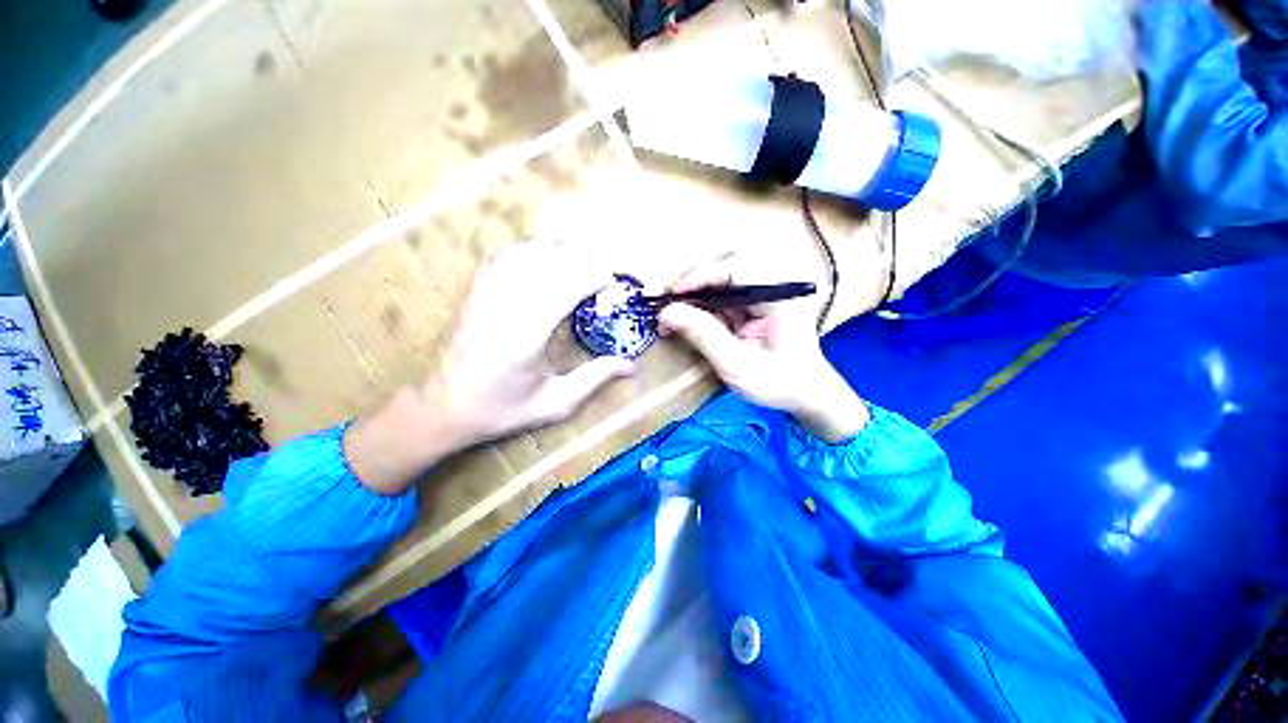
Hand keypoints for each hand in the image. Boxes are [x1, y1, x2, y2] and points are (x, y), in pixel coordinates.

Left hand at [346, 241, 633, 492]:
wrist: (441, 407)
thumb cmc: (500, 410)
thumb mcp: (554, 403)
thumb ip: (594, 379)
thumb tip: (632, 365)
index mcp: (526, 336)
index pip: (566, 287)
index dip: (593, 278)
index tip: (611, 284)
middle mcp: (504, 306)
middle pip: (550, 263)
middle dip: (582, 264)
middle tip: (599, 280)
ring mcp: (485, 294)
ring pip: (527, 253)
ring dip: (558, 256)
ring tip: (576, 271)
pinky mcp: (474, 290)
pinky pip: (504, 257)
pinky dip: (530, 253)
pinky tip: (543, 265)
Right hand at [658, 254, 868, 440]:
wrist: (805, 394)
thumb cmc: (778, 383)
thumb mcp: (737, 365)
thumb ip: (703, 335)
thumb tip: (666, 312)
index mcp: (779, 294)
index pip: (736, 267)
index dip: (700, 275)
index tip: (672, 294)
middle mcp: (774, 283)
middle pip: (726, 264)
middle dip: (693, 279)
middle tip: (666, 298)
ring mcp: (764, 291)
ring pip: (722, 277)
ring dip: (694, 291)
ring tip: (671, 308)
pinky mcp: (755, 302)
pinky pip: (723, 293)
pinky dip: (701, 303)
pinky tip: (686, 317)